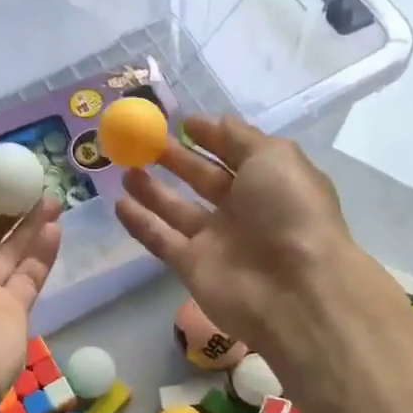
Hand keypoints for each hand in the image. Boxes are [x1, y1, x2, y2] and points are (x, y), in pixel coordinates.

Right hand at [114, 116, 365, 357]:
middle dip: (175, 159)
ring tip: (124, 167)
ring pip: (178, 209)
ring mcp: (217, 240)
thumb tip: (215, 121)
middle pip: (203, 179)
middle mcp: (244, 210)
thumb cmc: (288, 212)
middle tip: (142, 140)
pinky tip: (118, 203)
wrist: (293, 290)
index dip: (211, 137)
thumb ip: (240, 138)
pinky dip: (141, 223)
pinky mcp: (193, 267)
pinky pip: (161, 240)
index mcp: (270, 181)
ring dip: (152, 189)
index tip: (181, 122)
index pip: (235, 153)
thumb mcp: (273, 157)